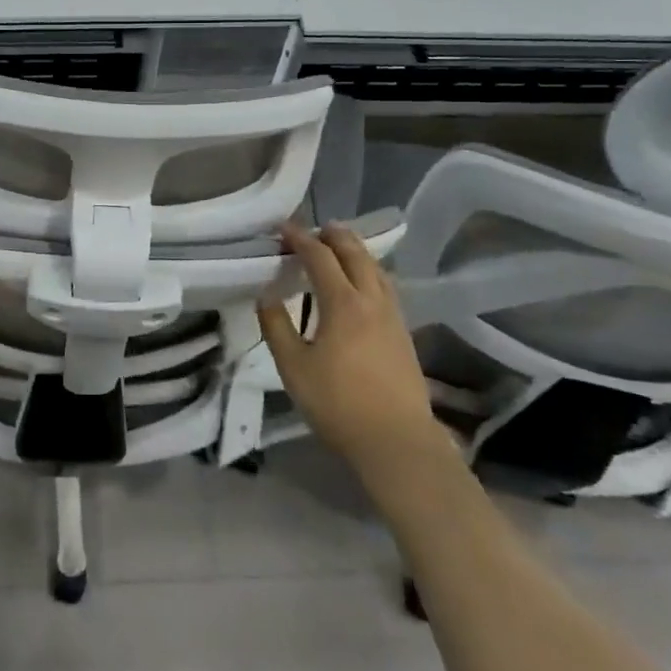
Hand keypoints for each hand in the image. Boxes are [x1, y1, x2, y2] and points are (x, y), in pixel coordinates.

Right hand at [258, 223, 445, 475]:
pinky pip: (386, 287)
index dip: (300, 238)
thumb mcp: (293, 366)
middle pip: (356, 254)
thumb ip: (277, 326)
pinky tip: (364, 284)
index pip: (319, 257)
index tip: (283, 228)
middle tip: (316, 228)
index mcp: (342, 303)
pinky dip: (370, 272)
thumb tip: (266, 295)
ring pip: (377, 269)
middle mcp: (372, 300)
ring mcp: (393, 317)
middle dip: (335, 236)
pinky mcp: (404, 334)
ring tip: (341, 247)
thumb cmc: (337, 403)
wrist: (396, 441)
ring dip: (357, 251)